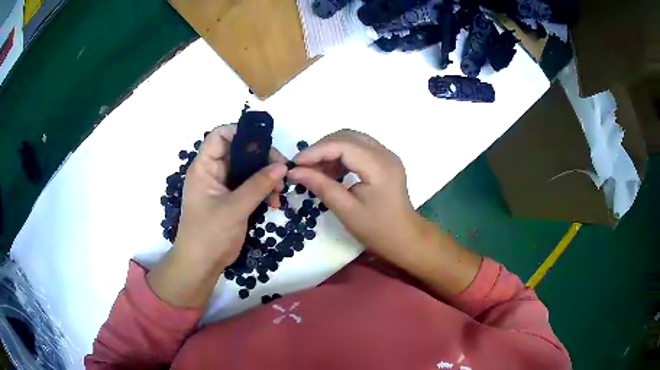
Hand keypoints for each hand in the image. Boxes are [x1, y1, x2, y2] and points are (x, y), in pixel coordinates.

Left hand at [175, 124, 286, 267]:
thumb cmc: (209, 233)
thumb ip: (258, 185)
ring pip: (248, 170)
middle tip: (281, 170)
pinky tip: (275, 203)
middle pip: (239, 151)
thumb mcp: (234, 208)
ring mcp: (224, 187)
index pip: (220, 135)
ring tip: (280, 192)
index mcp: (205, 167)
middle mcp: (214, 172)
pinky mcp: (233, 200)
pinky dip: (264, 191)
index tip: (265, 142)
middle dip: (262, 159)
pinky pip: (251, 187)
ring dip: (266, 177)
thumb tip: (282, 166)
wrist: (201, 265)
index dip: (241, 132)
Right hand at [288, 129, 481, 296]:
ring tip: (314, 170)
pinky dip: (341, 155)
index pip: (342, 145)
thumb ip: (321, 186)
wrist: (404, 238)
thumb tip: (294, 172)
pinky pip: (358, 148)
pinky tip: (330, 172)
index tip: (295, 163)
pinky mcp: (384, 161)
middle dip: (321, 148)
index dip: (316, 151)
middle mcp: (385, 153)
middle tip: (303, 167)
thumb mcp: (346, 210)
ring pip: (351, 139)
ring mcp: (386, 155)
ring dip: (330, 150)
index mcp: (379, 166)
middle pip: (347, 136)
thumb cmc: (377, 229)